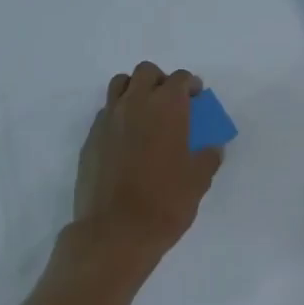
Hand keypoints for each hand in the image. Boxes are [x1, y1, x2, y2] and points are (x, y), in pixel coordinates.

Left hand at [72, 62, 221, 266]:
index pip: (180, 79)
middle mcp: (136, 103)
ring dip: (134, 90)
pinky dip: (118, 115)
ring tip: (144, 113)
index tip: (196, 98)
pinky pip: (106, 112)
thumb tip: (212, 148)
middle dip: (160, 81)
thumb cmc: (164, 203)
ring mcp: (109, 118)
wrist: (114, 232)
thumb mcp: (198, 181)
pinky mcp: (91, 137)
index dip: (191, 85)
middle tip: (170, 103)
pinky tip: (125, 139)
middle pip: (146, 72)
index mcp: (167, 106)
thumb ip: (208, 157)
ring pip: (120, 84)